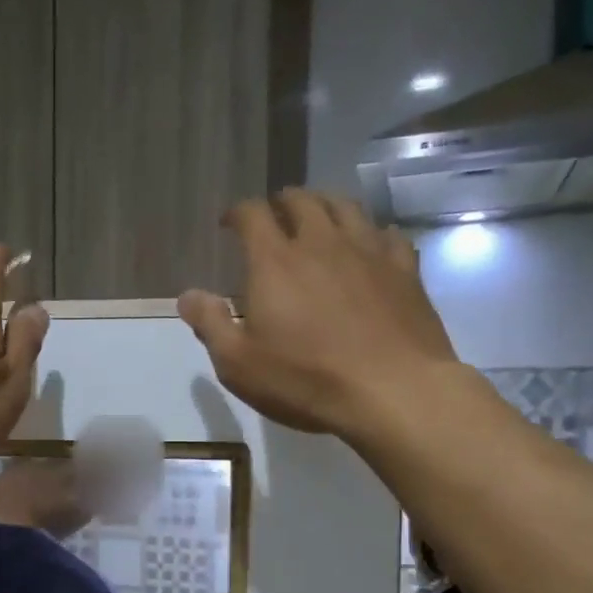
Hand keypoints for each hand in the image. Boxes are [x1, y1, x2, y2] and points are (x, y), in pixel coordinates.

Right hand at [178, 190, 458, 438]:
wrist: (392, 391)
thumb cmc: (305, 380)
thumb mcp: (239, 364)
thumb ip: (210, 324)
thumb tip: (187, 295)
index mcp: (275, 261)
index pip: (252, 214)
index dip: (237, 213)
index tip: (229, 223)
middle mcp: (321, 242)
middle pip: (302, 200)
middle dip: (282, 202)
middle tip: (274, 216)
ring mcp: (368, 251)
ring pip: (346, 206)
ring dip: (326, 206)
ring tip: (319, 219)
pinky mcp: (404, 269)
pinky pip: (387, 234)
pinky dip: (371, 233)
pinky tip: (370, 246)